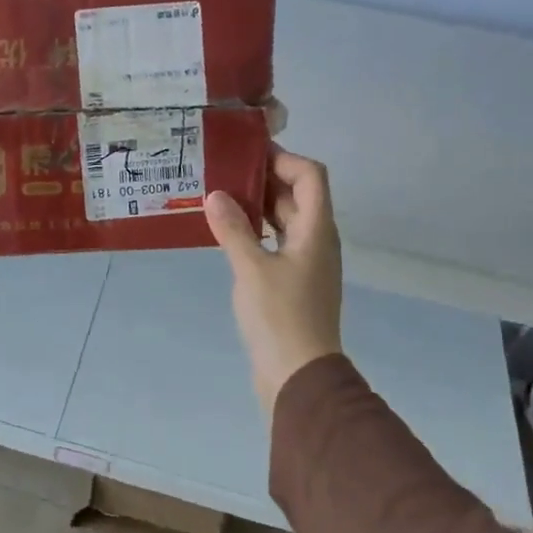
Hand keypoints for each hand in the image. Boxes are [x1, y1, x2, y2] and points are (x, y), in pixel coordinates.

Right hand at [204, 149, 343, 412]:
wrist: (299, 377)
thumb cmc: (280, 317)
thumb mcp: (252, 269)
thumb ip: (234, 229)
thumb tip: (216, 195)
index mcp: (316, 230)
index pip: (311, 176)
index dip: (284, 159)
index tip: (247, 155)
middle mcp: (317, 241)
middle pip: (298, 195)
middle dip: (265, 178)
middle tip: (224, 171)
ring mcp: (307, 263)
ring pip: (286, 220)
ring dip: (259, 205)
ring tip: (220, 197)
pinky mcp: (294, 283)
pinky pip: (277, 243)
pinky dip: (257, 231)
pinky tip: (229, 234)